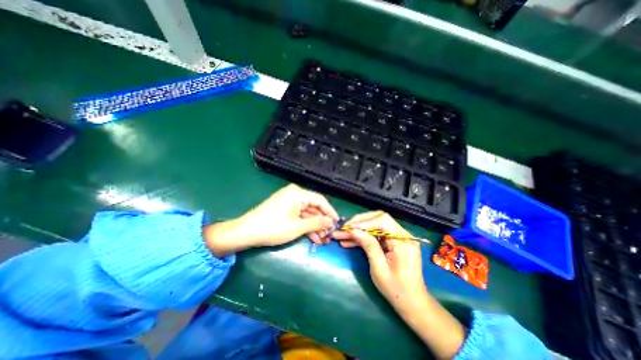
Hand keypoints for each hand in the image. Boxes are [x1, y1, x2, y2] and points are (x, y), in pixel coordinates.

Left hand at [204, 184, 340, 257]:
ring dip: (314, 226)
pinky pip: (299, 216)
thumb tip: (331, 221)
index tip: (337, 223)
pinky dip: (305, 225)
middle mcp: (294, 194)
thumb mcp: (298, 227)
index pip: (320, 200)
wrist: (246, 232)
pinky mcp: (284, 208)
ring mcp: (288, 201)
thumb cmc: (273, 228)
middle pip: (314, 207)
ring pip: (307, 213)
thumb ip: (317, 222)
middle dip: (321, 222)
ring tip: (322, 239)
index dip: (330, 212)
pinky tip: (312, 237)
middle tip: (329, 235)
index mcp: (298, 193)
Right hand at [336, 210, 466, 359]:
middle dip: (359, 223)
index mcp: (403, 241)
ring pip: (374, 227)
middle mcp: (402, 235)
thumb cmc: (396, 290)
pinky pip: (376, 235)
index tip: (348, 227)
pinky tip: (349, 242)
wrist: (412, 303)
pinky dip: (363, 238)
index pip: (383, 221)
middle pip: (378, 220)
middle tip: (343, 229)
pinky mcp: (392, 242)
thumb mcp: (379, 269)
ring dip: (358, 231)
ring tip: (341, 235)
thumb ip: (368, 245)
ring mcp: (397, 238)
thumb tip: (353, 229)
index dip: (364, 222)